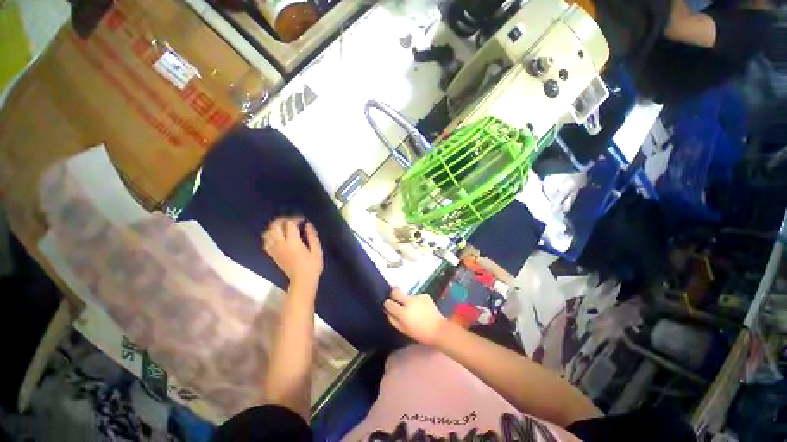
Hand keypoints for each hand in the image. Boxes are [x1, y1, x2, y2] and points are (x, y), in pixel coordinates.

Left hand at [262, 217, 322, 287]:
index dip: (296, 219)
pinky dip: (270, 236)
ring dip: (275, 226)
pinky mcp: (272, 255)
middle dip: (283, 220)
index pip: (289, 224)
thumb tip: (307, 224)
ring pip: (268, 232)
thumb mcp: (317, 250)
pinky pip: (266, 242)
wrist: (302, 281)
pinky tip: (277, 236)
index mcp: (293, 242)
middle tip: (293, 221)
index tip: (303, 220)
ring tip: (284, 227)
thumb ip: (312, 236)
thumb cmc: (312, 266)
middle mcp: (281, 244)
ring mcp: (274, 250)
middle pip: (275, 226)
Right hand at [384, 288, 446, 344]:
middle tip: (397, 301)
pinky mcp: (425, 295)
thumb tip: (387, 310)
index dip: (388, 305)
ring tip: (415, 310)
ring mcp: (417, 297)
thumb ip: (393, 319)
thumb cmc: (420, 334)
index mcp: (403, 313)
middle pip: (395, 291)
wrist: (439, 330)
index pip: (389, 303)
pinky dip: (417, 302)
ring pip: (407, 296)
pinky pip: (417, 297)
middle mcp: (409, 302)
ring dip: (408, 301)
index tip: (390, 307)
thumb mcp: (403, 329)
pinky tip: (423, 309)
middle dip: (394, 295)